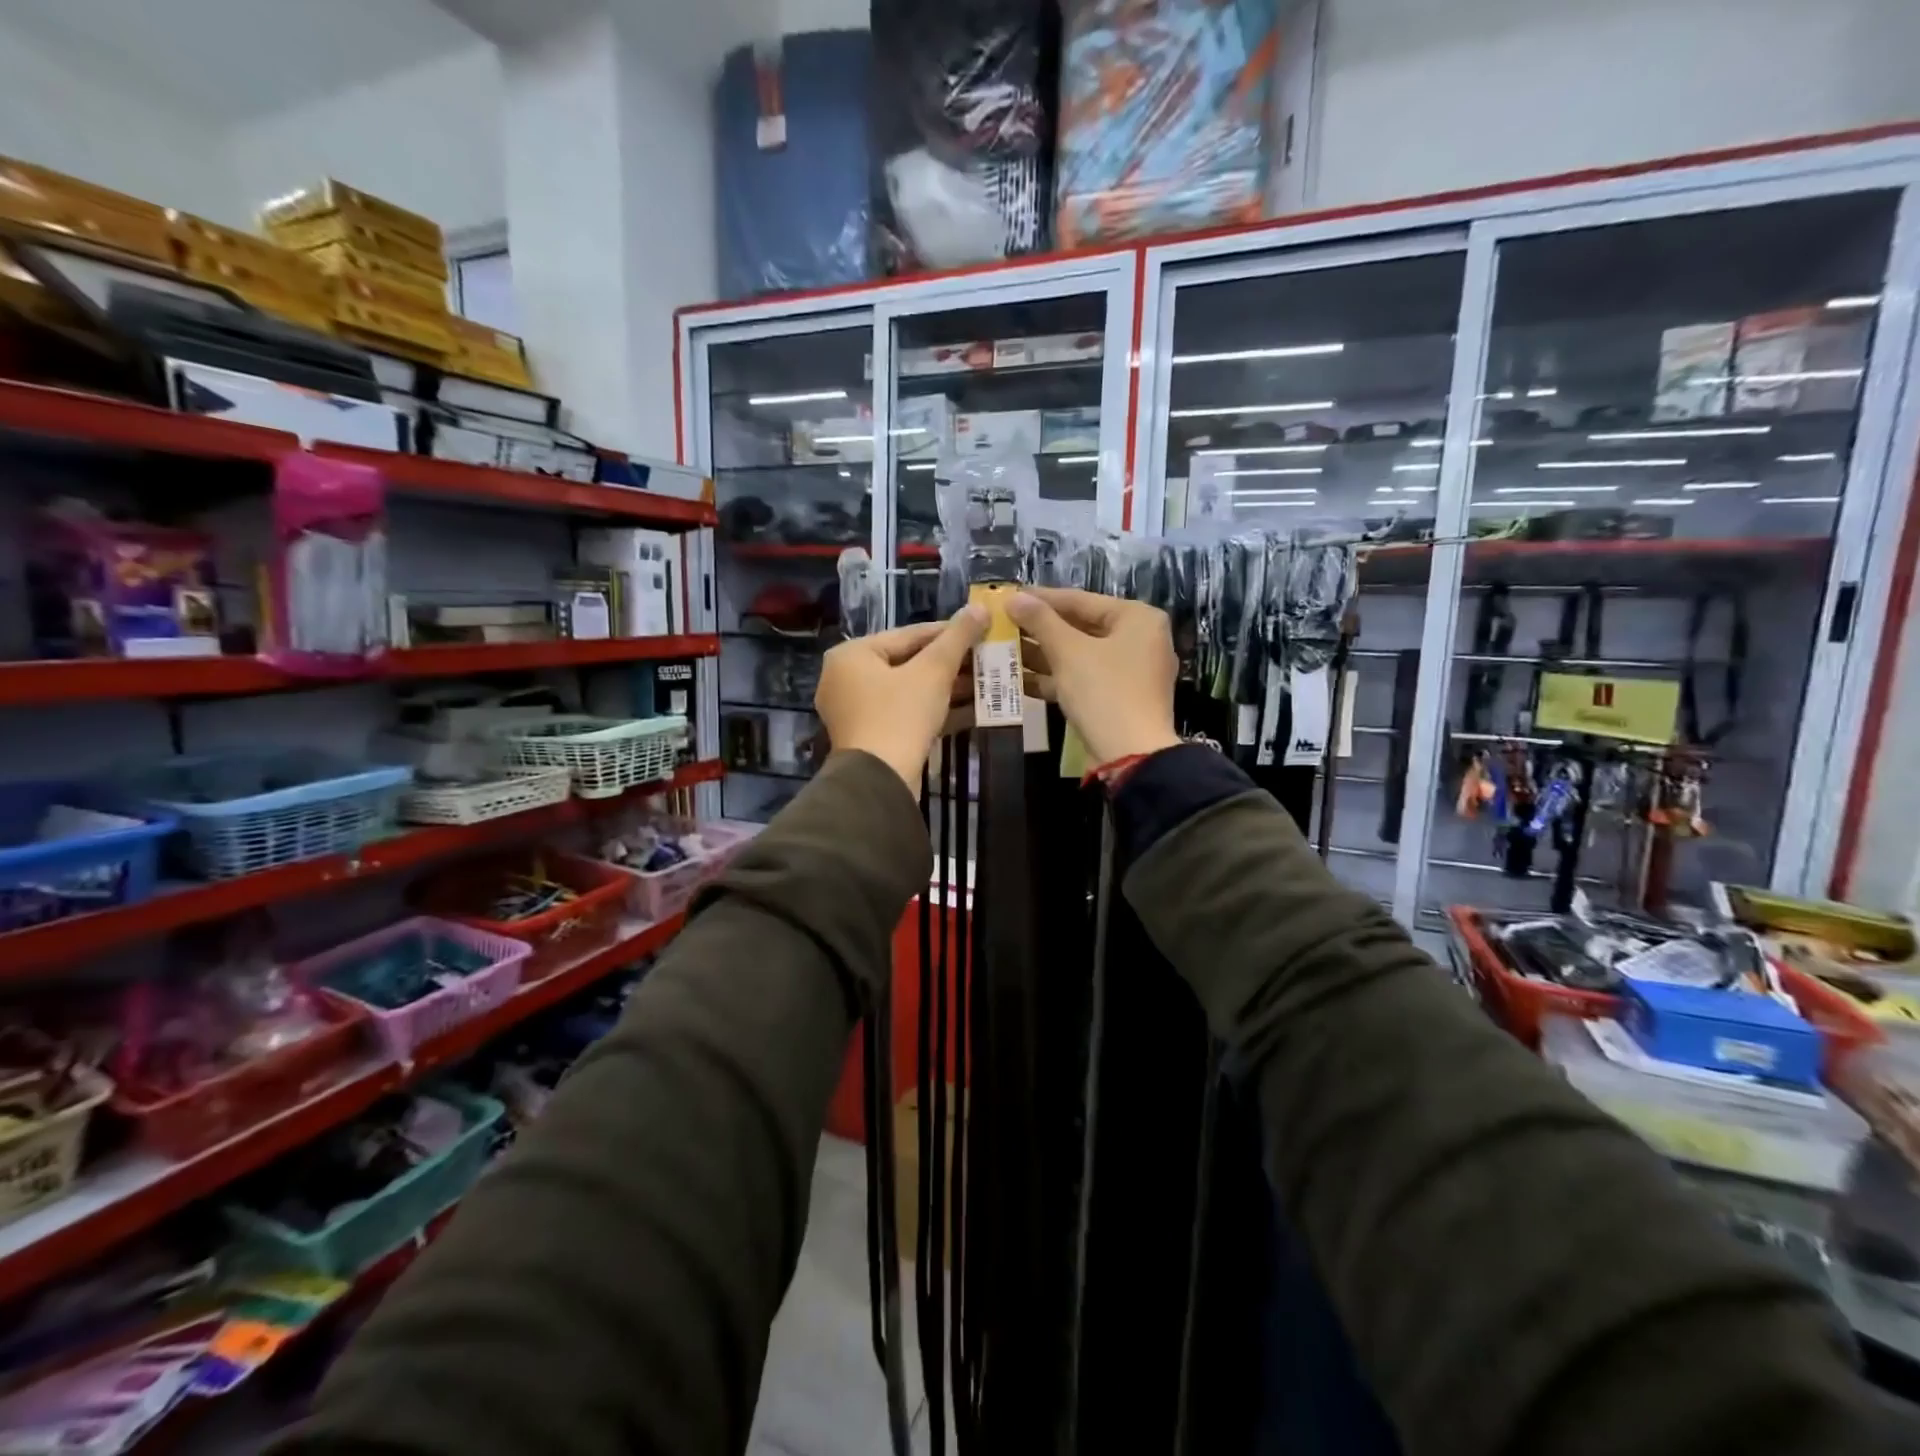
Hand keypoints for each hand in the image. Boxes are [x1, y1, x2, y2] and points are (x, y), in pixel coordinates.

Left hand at [816, 607, 987, 794]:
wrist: (880, 781)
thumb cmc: (900, 715)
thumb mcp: (933, 672)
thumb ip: (957, 638)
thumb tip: (980, 607)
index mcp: (852, 655)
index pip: (908, 634)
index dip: (949, 632)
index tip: (981, 629)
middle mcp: (847, 678)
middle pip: (908, 662)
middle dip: (951, 664)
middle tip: (987, 658)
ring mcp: (857, 711)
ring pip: (910, 690)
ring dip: (948, 688)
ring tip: (986, 682)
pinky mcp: (871, 737)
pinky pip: (907, 713)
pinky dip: (936, 710)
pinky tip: (973, 710)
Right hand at [1007, 588, 1180, 765]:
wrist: (1131, 756)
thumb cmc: (1104, 692)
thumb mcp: (1069, 652)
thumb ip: (1041, 621)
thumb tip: (1014, 598)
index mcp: (1137, 618)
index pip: (1081, 600)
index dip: (1041, 598)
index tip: (1008, 596)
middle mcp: (1139, 640)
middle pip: (1080, 627)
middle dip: (1039, 629)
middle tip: (1002, 624)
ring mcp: (1130, 672)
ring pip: (1079, 655)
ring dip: (1042, 655)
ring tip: (1002, 649)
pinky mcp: (1117, 698)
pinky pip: (1083, 679)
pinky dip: (1054, 678)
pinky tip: (1018, 679)